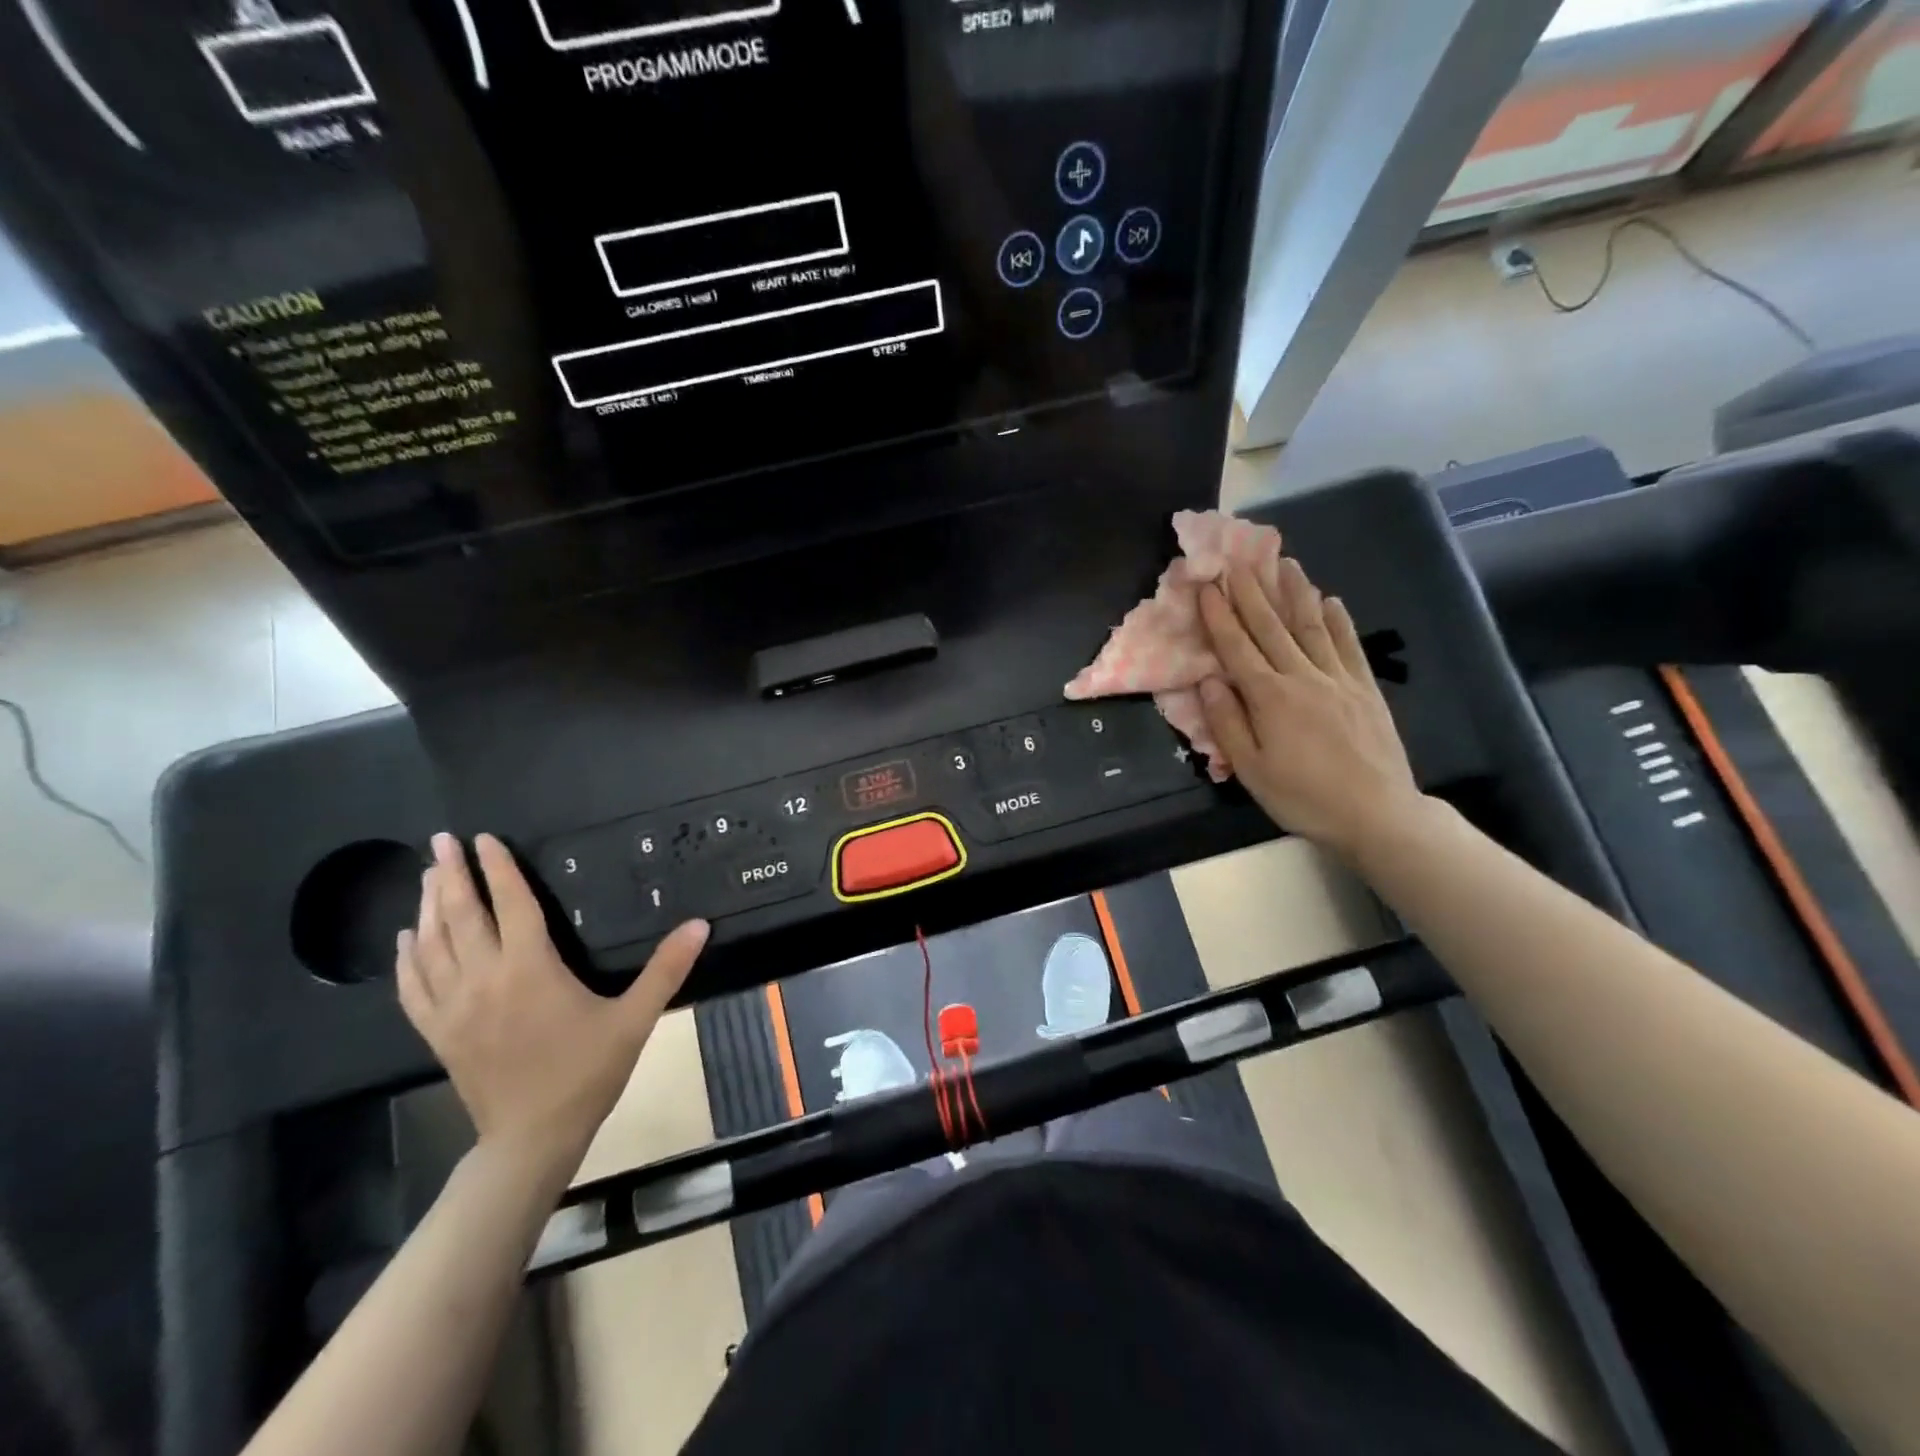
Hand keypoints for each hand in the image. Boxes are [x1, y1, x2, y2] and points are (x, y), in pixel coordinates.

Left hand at [397, 832, 708, 1181]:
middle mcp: (484, 979)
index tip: (485, 839)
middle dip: (450, 875)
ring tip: (426, 875)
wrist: (532, 1139)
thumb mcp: (634, 1019)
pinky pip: (413, 985)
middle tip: (441, 841)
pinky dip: (406, 957)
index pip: (511, 904)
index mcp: (530, 969)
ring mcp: (453, 1007)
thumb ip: (667, 969)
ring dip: (428, 906)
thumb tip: (700, 924)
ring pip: (431, 945)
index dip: (499, 869)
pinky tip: (406, 938)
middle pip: (461, 916)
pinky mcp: (437, 1032)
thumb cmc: (586, 1073)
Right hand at [1197, 559, 1426, 860]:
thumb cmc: (1303, 798)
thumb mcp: (1251, 770)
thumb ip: (1227, 723)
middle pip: (1271, 627)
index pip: (1237, 647)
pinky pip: (1349, 645)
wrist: (1377, 814)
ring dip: (1295, 592)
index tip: (1206, 585)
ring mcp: (1338, 679)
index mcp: (1269, 698)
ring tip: (1283, 562)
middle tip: (1237, 560)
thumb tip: (1206, 681)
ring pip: (1311, 626)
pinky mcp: (1365, 688)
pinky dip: (1337, 620)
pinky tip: (1330, 600)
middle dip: (1251, 592)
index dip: (1219, 615)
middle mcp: (1302, 677)